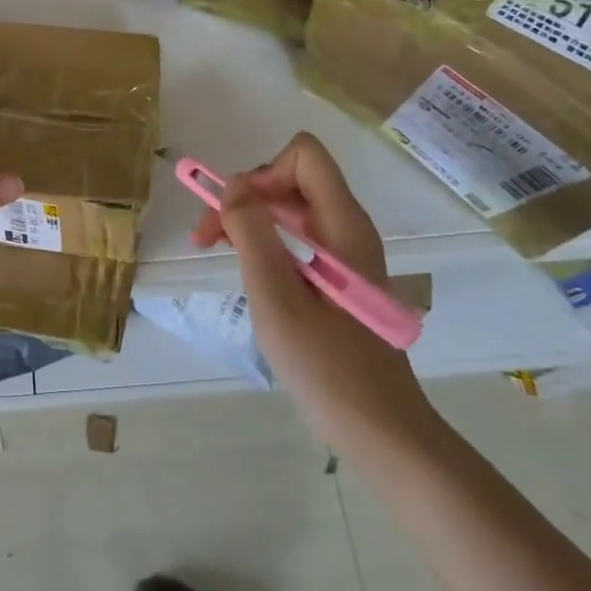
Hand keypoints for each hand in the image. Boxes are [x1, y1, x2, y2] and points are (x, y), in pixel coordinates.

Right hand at [191, 132, 436, 447]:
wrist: (382, 434)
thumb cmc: (327, 367)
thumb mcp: (276, 297)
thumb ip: (252, 233)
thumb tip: (233, 185)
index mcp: (342, 224)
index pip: (304, 155)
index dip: (262, 173)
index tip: (234, 214)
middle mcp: (347, 227)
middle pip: (291, 177)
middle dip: (245, 196)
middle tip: (208, 238)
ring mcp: (345, 251)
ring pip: (290, 206)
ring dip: (249, 219)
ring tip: (217, 251)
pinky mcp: (338, 275)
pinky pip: (296, 235)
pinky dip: (264, 241)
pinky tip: (248, 272)